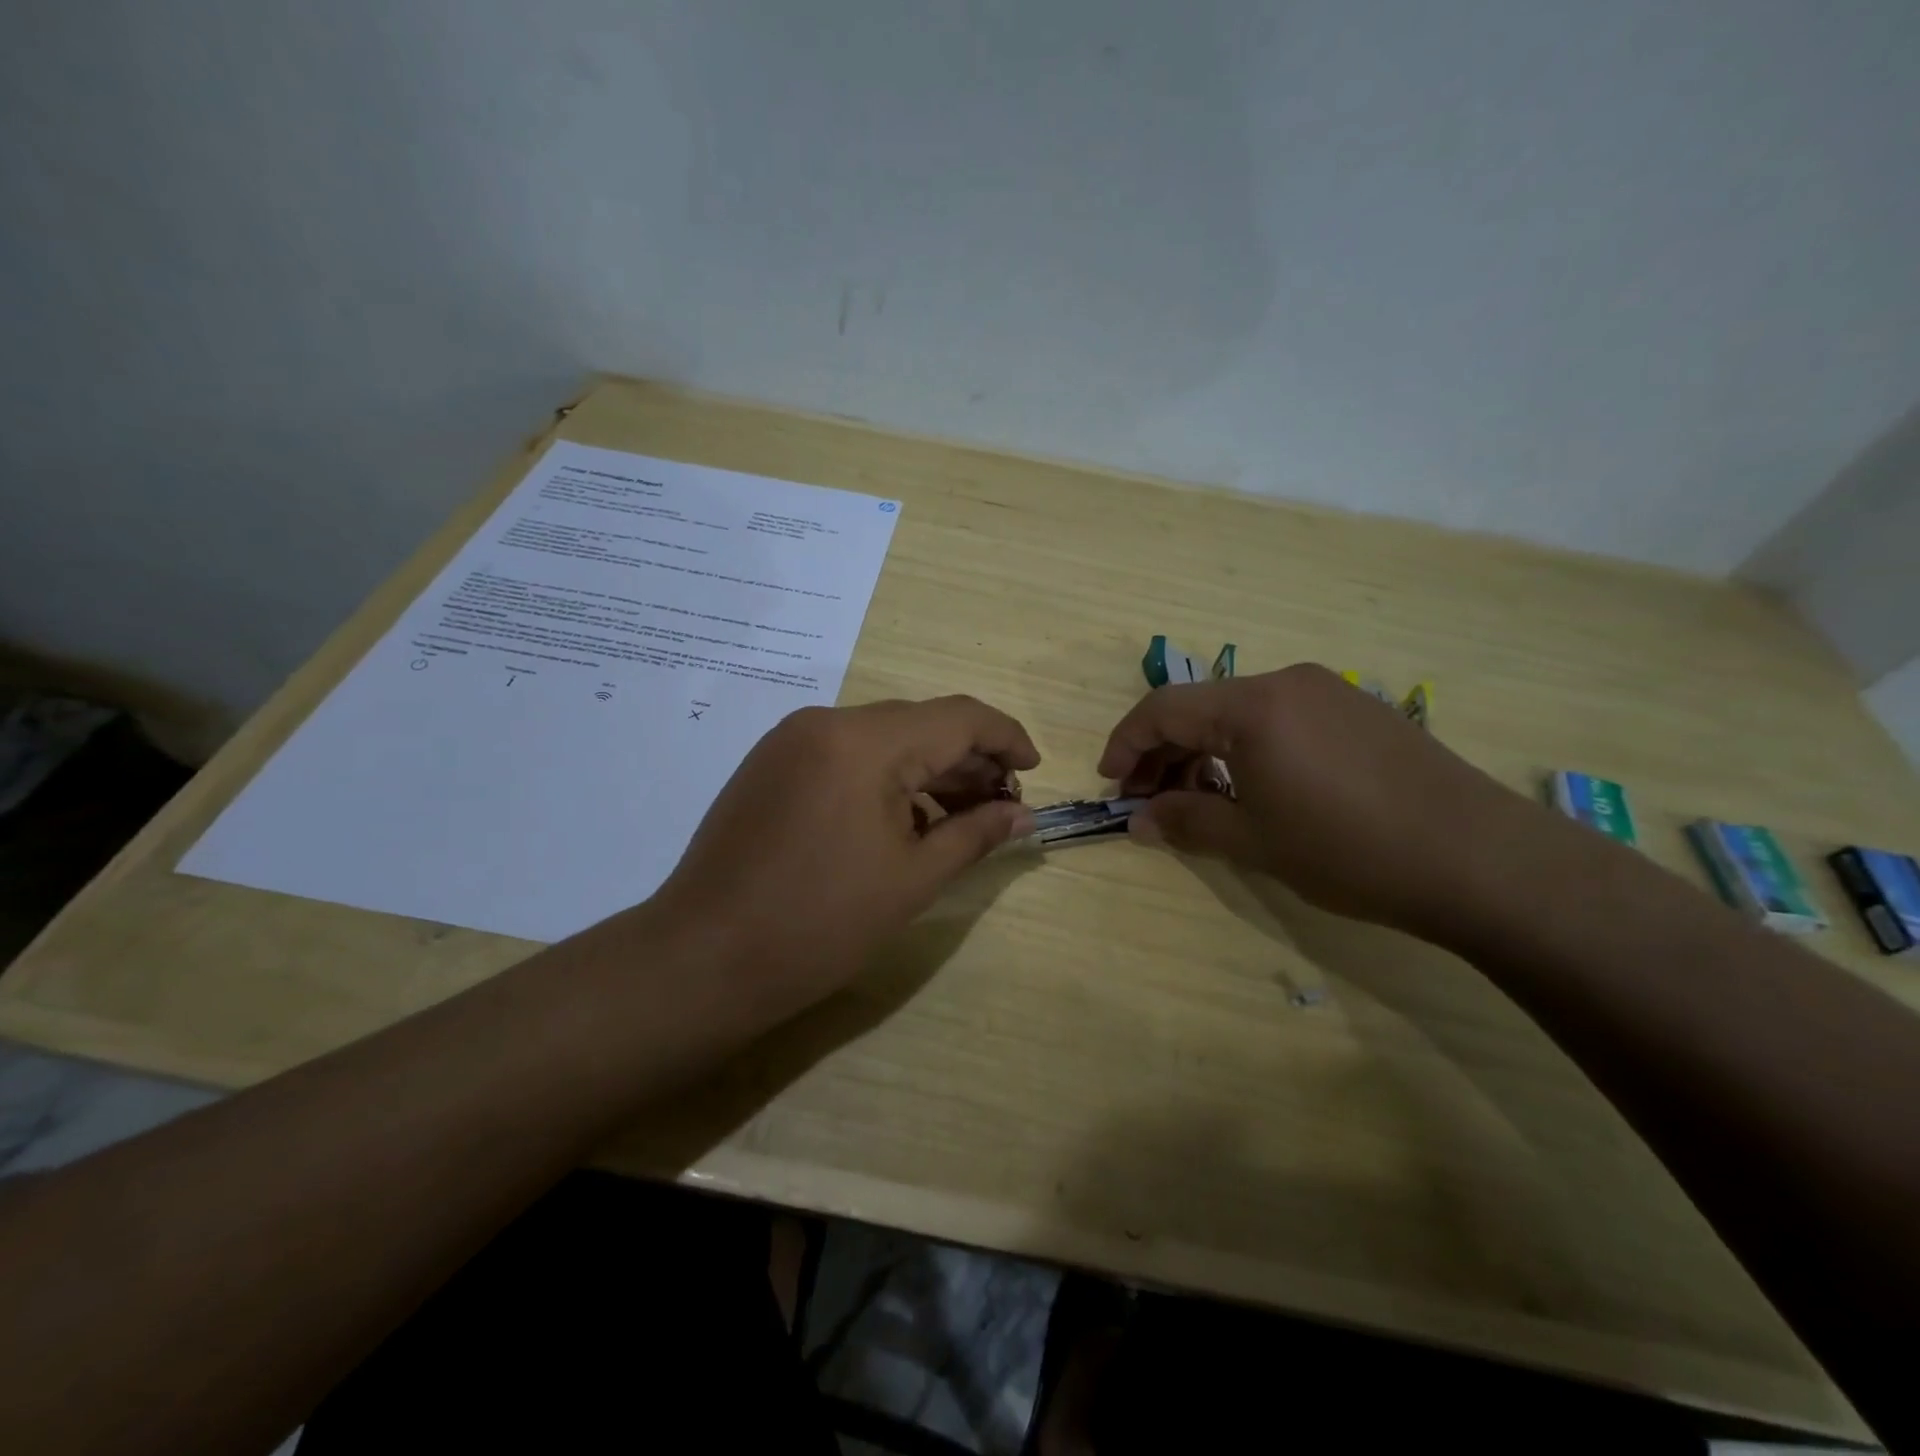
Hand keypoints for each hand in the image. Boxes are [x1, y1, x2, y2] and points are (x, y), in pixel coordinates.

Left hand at [648, 697, 1039, 1023]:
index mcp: (865, 742)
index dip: (1005, 738)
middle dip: (967, 760)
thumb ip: (975, 834)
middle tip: (1001, 806)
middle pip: (918, 724)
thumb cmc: (820, 924)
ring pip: (881, 739)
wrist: (703, 960)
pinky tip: (903, 821)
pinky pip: (845, 755)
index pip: (957, 717)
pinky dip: (884, 778)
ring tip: (959, 818)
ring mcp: (791, 740)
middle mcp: (826, 722)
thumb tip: (1024, 814)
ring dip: (926, 771)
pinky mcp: (770, 764)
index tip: (1033, 771)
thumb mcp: (912, 879)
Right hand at [1098, 664, 1542, 938]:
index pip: (1163, 709)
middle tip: (1147, 801)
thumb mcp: (1255, 842)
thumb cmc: (1350, 849)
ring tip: (1197, 801)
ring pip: (1240, 713)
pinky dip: (1247, 749)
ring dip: (1204, 752)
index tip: (1110, 783)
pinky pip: (1280, 720)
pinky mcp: (1360, 711)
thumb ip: (1186, 822)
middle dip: (1163, 752)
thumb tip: (1139, 821)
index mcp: (1254, 706)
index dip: (1126, 743)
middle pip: (1200, 707)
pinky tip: (1253, 790)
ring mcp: (1329, 692)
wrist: (1482, 860)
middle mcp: (1287, 683)